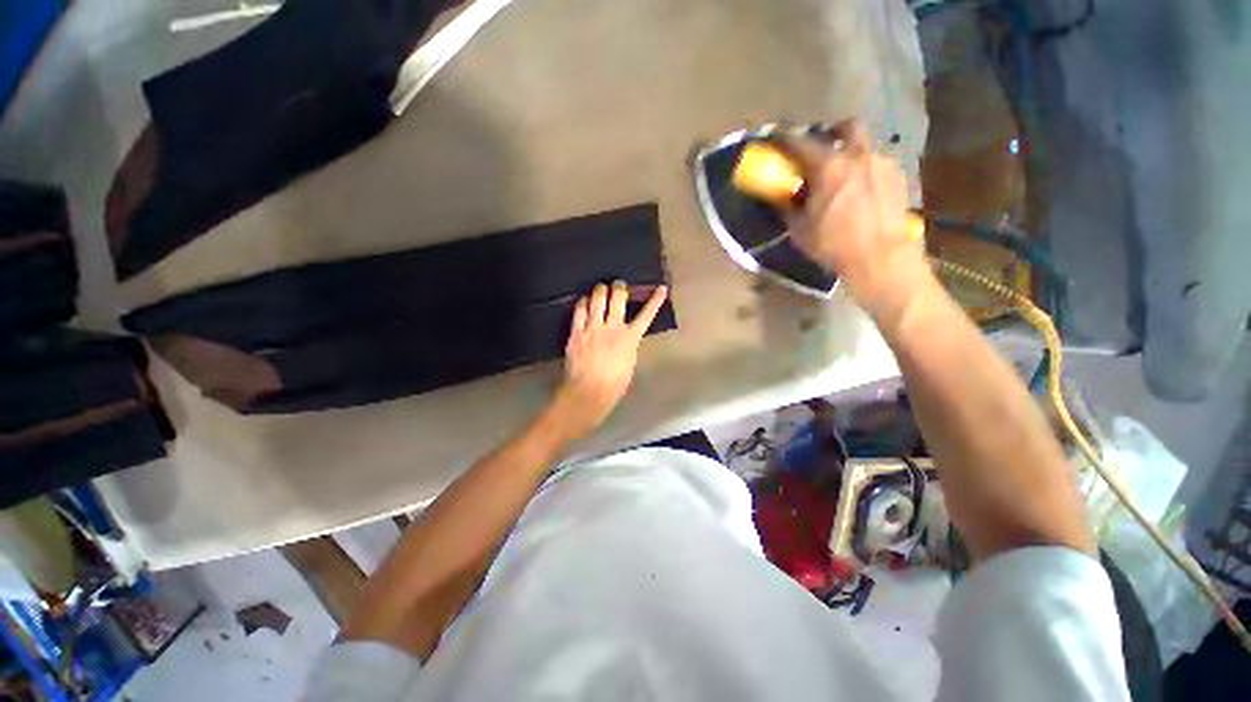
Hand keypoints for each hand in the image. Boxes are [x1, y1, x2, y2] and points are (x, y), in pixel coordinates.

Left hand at [548, 281, 667, 439]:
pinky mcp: (577, 332)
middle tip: (618, 284)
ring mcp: (593, 328)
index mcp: (630, 338)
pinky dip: (582, 303)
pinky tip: (583, 300)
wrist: (589, 392)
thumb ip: (628, 345)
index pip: (646, 315)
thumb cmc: (614, 384)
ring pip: (596, 299)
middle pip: (617, 298)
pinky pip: (579, 311)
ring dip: (599, 290)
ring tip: (600, 288)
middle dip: (619, 287)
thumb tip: (625, 337)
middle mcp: (612, 328)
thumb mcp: (629, 363)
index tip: (661, 288)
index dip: (655, 300)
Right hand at [786, 122, 926, 315]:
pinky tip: (862, 191)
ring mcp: (882, 164)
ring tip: (844, 177)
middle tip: (823, 146)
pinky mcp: (898, 178)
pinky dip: (866, 171)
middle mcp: (858, 156)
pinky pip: (878, 164)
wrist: (881, 257)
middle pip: (847, 126)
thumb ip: (788, 207)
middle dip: (833, 131)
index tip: (777, 139)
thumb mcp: (800, 230)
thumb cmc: (834, 244)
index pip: (801, 142)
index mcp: (829, 166)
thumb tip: (781, 196)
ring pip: (865, 147)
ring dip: (851, 154)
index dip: (786, 139)